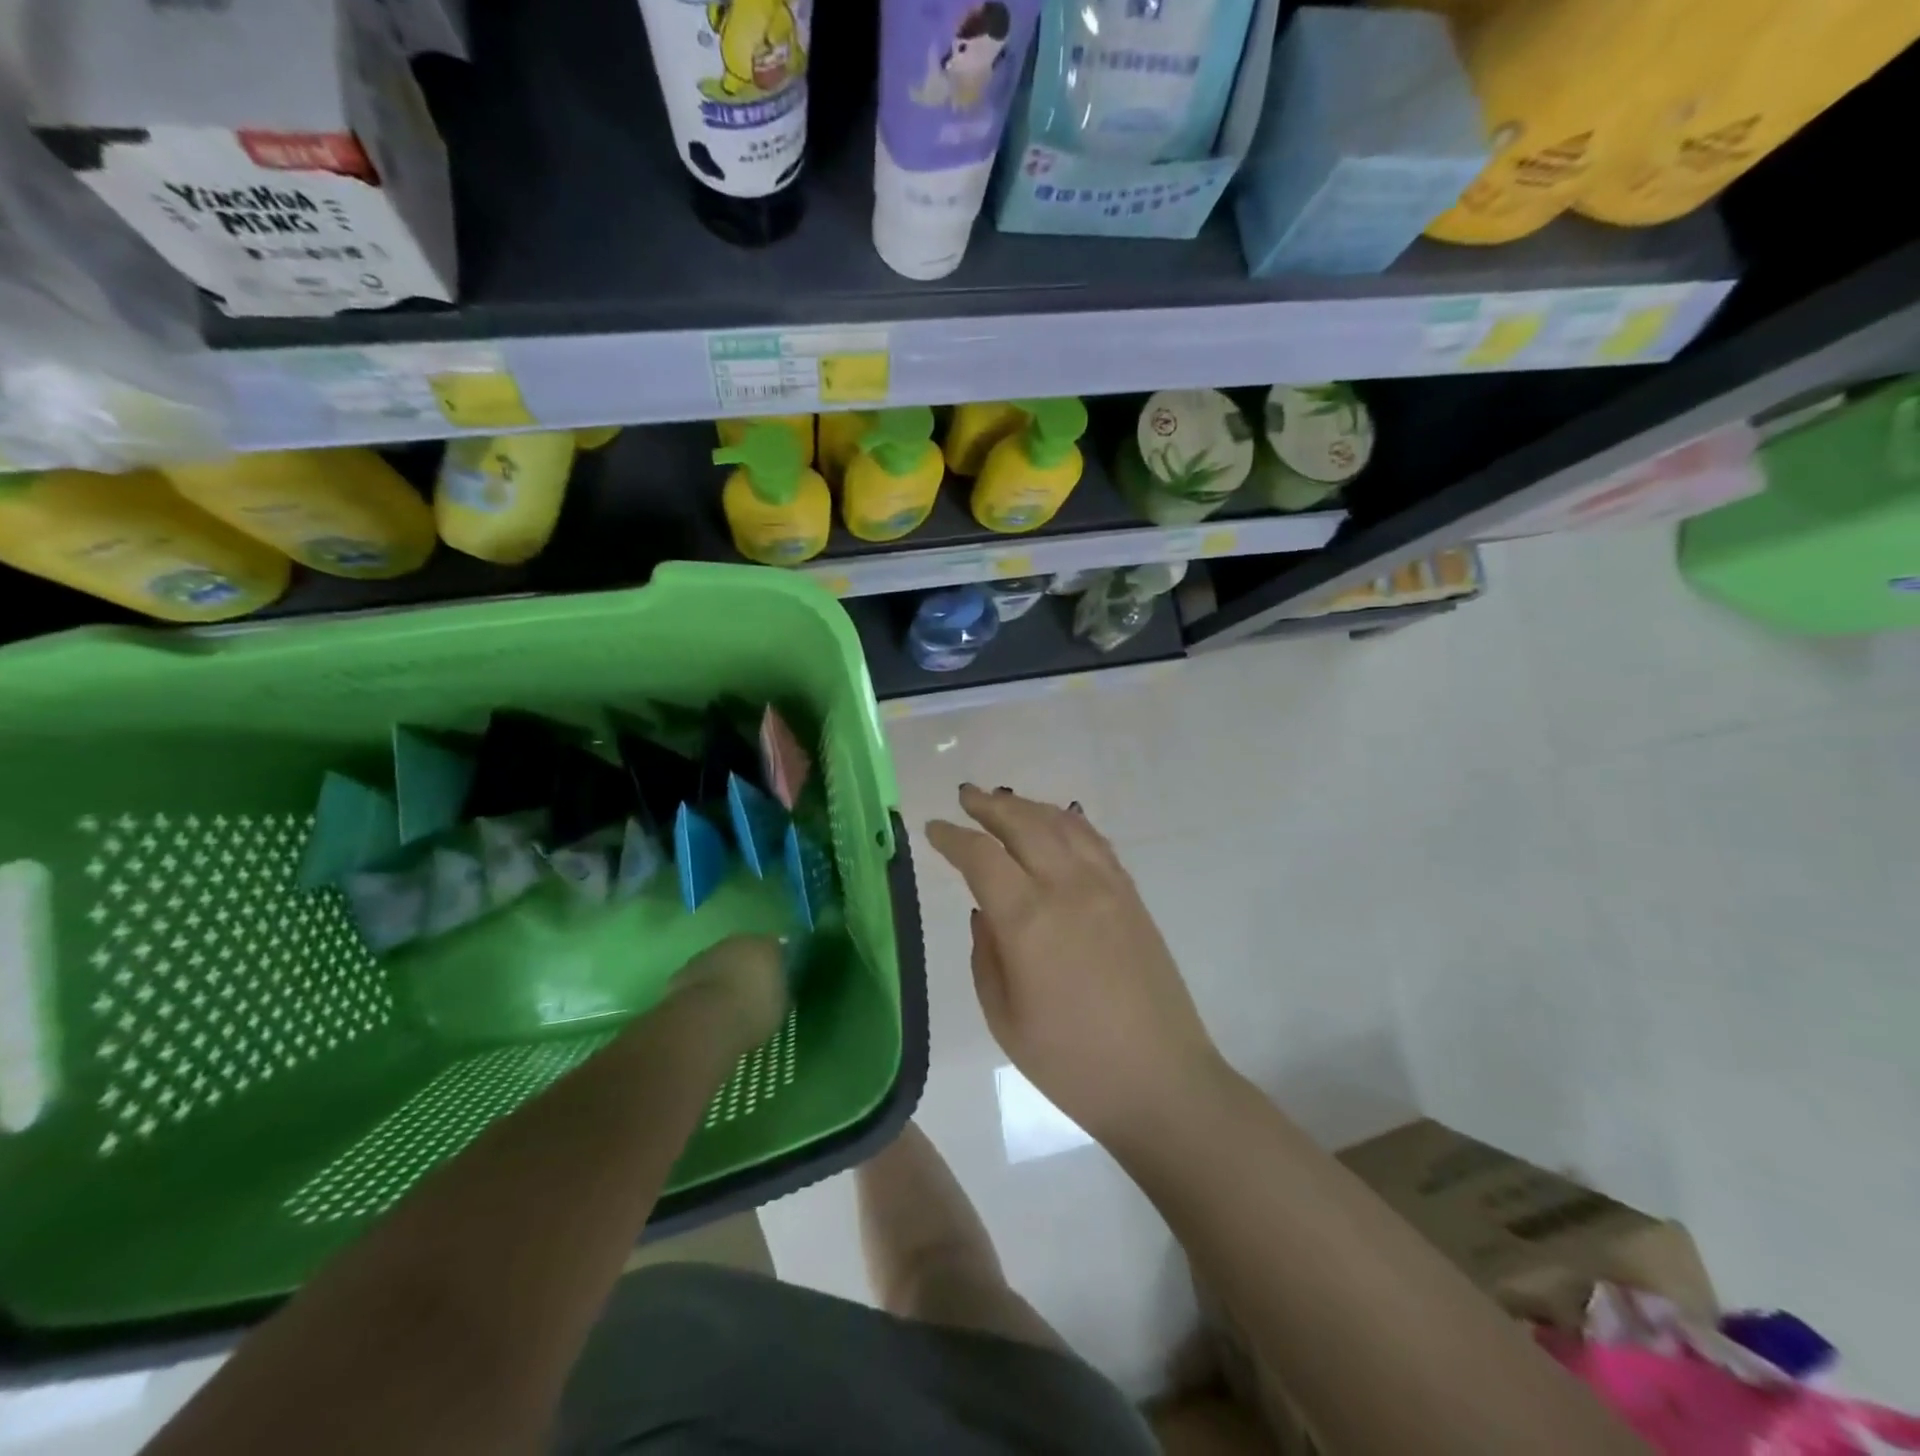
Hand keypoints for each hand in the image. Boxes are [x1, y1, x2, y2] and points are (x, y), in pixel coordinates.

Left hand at [667, 934, 788, 1053]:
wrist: (705, 1021)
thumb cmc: (753, 1011)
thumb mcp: (781, 1006)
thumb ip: (782, 990)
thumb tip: (780, 988)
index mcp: (767, 945)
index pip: (778, 947)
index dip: (778, 963)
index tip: (779, 980)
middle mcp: (738, 941)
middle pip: (747, 951)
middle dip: (749, 967)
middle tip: (753, 992)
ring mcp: (708, 954)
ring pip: (721, 963)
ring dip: (725, 977)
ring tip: (728, 1004)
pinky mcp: (683, 972)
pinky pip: (700, 978)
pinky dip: (704, 989)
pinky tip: (707, 1010)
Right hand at [926, 785, 1221, 1140]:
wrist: (1160, 1080)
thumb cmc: (1071, 1062)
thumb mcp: (1004, 1017)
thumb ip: (986, 954)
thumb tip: (986, 912)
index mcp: (1028, 920)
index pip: (981, 857)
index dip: (952, 837)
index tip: (933, 828)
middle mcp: (1067, 888)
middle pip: (1023, 824)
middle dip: (989, 805)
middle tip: (965, 796)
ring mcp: (1106, 886)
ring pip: (1061, 824)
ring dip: (1027, 806)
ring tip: (1004, 801)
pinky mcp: (1131, 895)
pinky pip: (1094, 841)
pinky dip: (1068, 822)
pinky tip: (1057, 822)